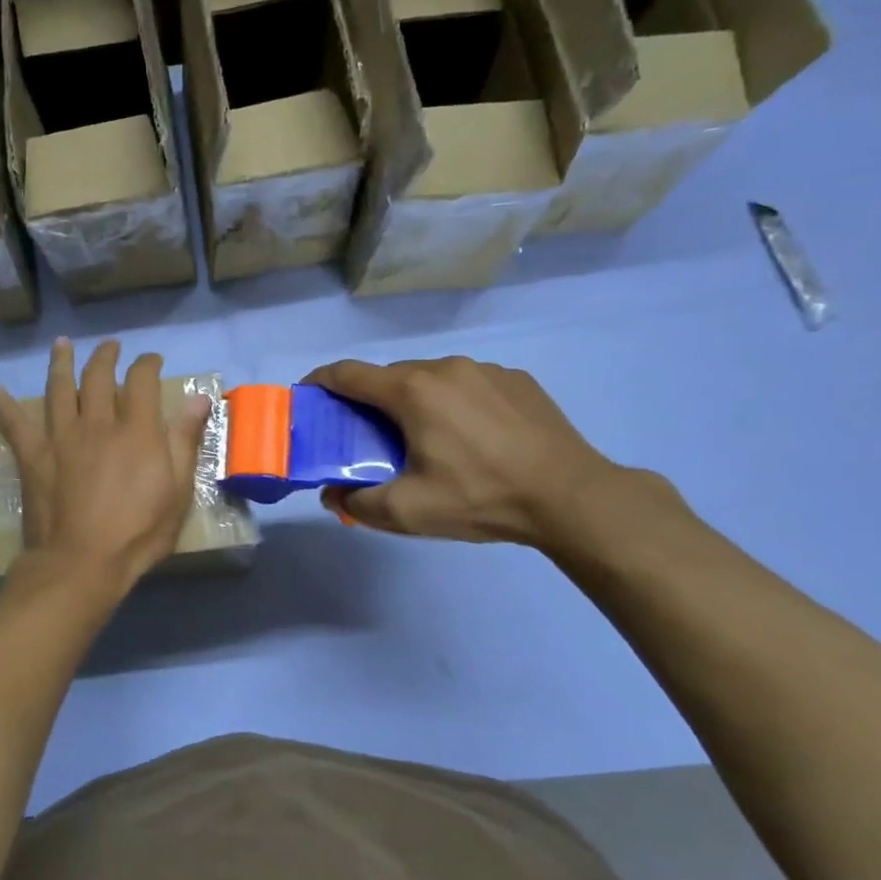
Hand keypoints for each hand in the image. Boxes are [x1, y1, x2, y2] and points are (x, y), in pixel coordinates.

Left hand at [0, 339, 212, 588]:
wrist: (82, 562)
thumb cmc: (138, 532)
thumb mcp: (177, 490)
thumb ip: (185, 440)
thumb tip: (199, 396)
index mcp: (136, 430)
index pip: (142, 380)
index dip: (147, 363)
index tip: (151, 360)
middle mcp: (97, 423)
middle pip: (98, 376)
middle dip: (105, 356)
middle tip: (110, 346)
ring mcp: (61, 437)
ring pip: (59, 388)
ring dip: (61, 363)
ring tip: (62, 344)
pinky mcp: (33, 455)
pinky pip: (14, 423)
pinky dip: (2, 404)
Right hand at [304, 356, 626, 546]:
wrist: (572, 497)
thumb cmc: (481, 498)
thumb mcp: (408, 512)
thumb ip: (357, 503)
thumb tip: (333, 494)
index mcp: (412, 390)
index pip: (348, 373)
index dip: (320, 382)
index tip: (308, 397)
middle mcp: (444, 368)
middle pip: (390, 376)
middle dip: (370, 401)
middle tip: (370, 437)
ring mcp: (485, 370)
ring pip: (431, 379)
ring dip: (415, 401)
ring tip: (426, 439)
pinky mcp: (517, 380)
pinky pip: (469, 385)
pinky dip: (455, 403)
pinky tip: (473, 437)